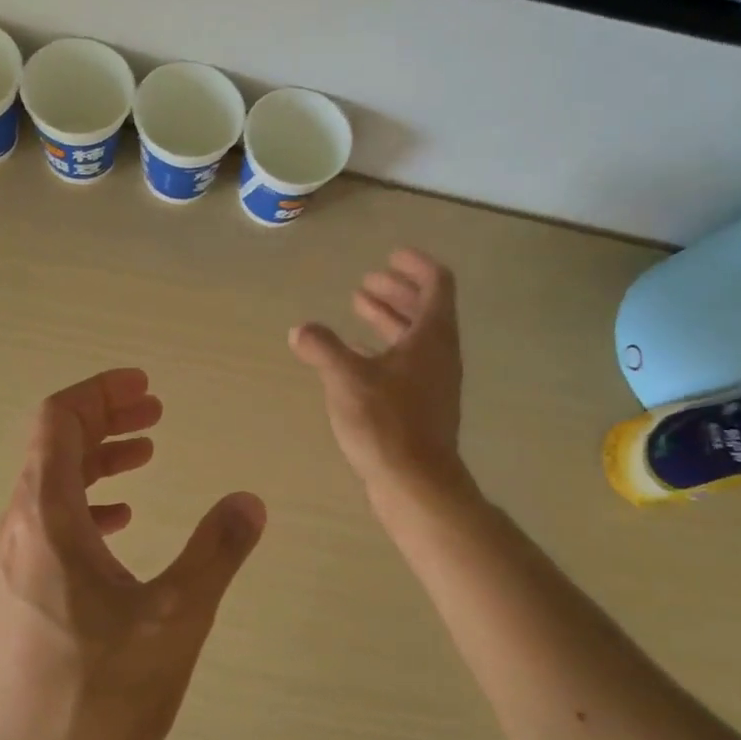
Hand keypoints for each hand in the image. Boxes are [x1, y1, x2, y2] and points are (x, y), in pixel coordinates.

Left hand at [0, 369, 265, 739]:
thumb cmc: (101, 694)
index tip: (144, 386)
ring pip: (50, 486)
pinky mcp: (17, 596)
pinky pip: (49, 523)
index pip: (59, 422)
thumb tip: (249, 501)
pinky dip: (86, 504)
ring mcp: (12, 565)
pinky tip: (121, 522)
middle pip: (53, 447)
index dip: (100, 393)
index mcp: (47, 519)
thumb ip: (216, 552)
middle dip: (105, 419)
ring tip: (145, 454)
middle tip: (155, 411)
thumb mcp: (176, 619)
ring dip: (97, 460)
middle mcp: (18, 530)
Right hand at [290, 249, 465, 498]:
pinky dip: (384, 350)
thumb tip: (300, 330)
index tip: (391, 256)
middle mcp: (439, 355)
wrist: (415, 483)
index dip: (416, 266)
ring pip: (414, 338)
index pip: (436, 284)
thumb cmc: (386, 423)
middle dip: (396, 291)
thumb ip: (323, 348)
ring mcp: (434, 383)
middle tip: (367, 283)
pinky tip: (358, 356)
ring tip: (358, 308)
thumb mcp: (346, 379)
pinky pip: (406, 364)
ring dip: (388, 319)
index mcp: (432, 337)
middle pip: (424, 309)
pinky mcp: (422, 407)